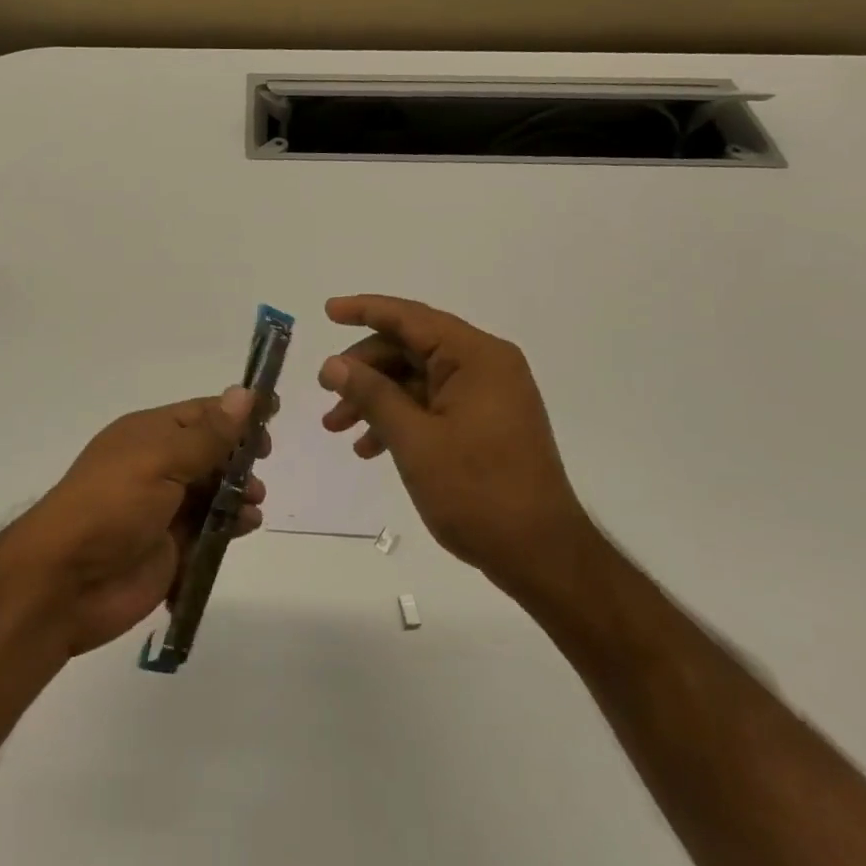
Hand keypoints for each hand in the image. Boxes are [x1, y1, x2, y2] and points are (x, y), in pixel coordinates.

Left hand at [8, 389, 267, 656]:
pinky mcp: (172, 548)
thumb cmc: (112, 506)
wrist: (66, 582)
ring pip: (214, 492)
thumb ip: (208, 434)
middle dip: (240, 456)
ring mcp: (164, 509)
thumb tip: (245, 393)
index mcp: (148, 435)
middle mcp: (156, 466)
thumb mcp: (160, 459)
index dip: (236, 413)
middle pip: (211, 452)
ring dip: (239, 493)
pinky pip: (210, 530)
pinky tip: (244, 527)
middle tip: (262, 462)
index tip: (273, 414)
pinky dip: (230, 526)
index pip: (201, 413)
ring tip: (253, 502)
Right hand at [317, 295, 592, 597]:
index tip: (327, 311)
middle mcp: (485, 366)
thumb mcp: (414, 440)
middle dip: (364, 370)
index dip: (365, 310)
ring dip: (375, 399)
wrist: (540, 555)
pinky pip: (432, 405)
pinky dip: (399, 419)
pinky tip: (369, 448)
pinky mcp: (484, 423)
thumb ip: (372, 394)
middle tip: (325, 393)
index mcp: (476, 357)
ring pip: (416, 379)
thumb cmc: (477, 491)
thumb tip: (333, 364)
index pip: (411, 318)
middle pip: (410, 348)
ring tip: (336, 428)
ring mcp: (487, 395)